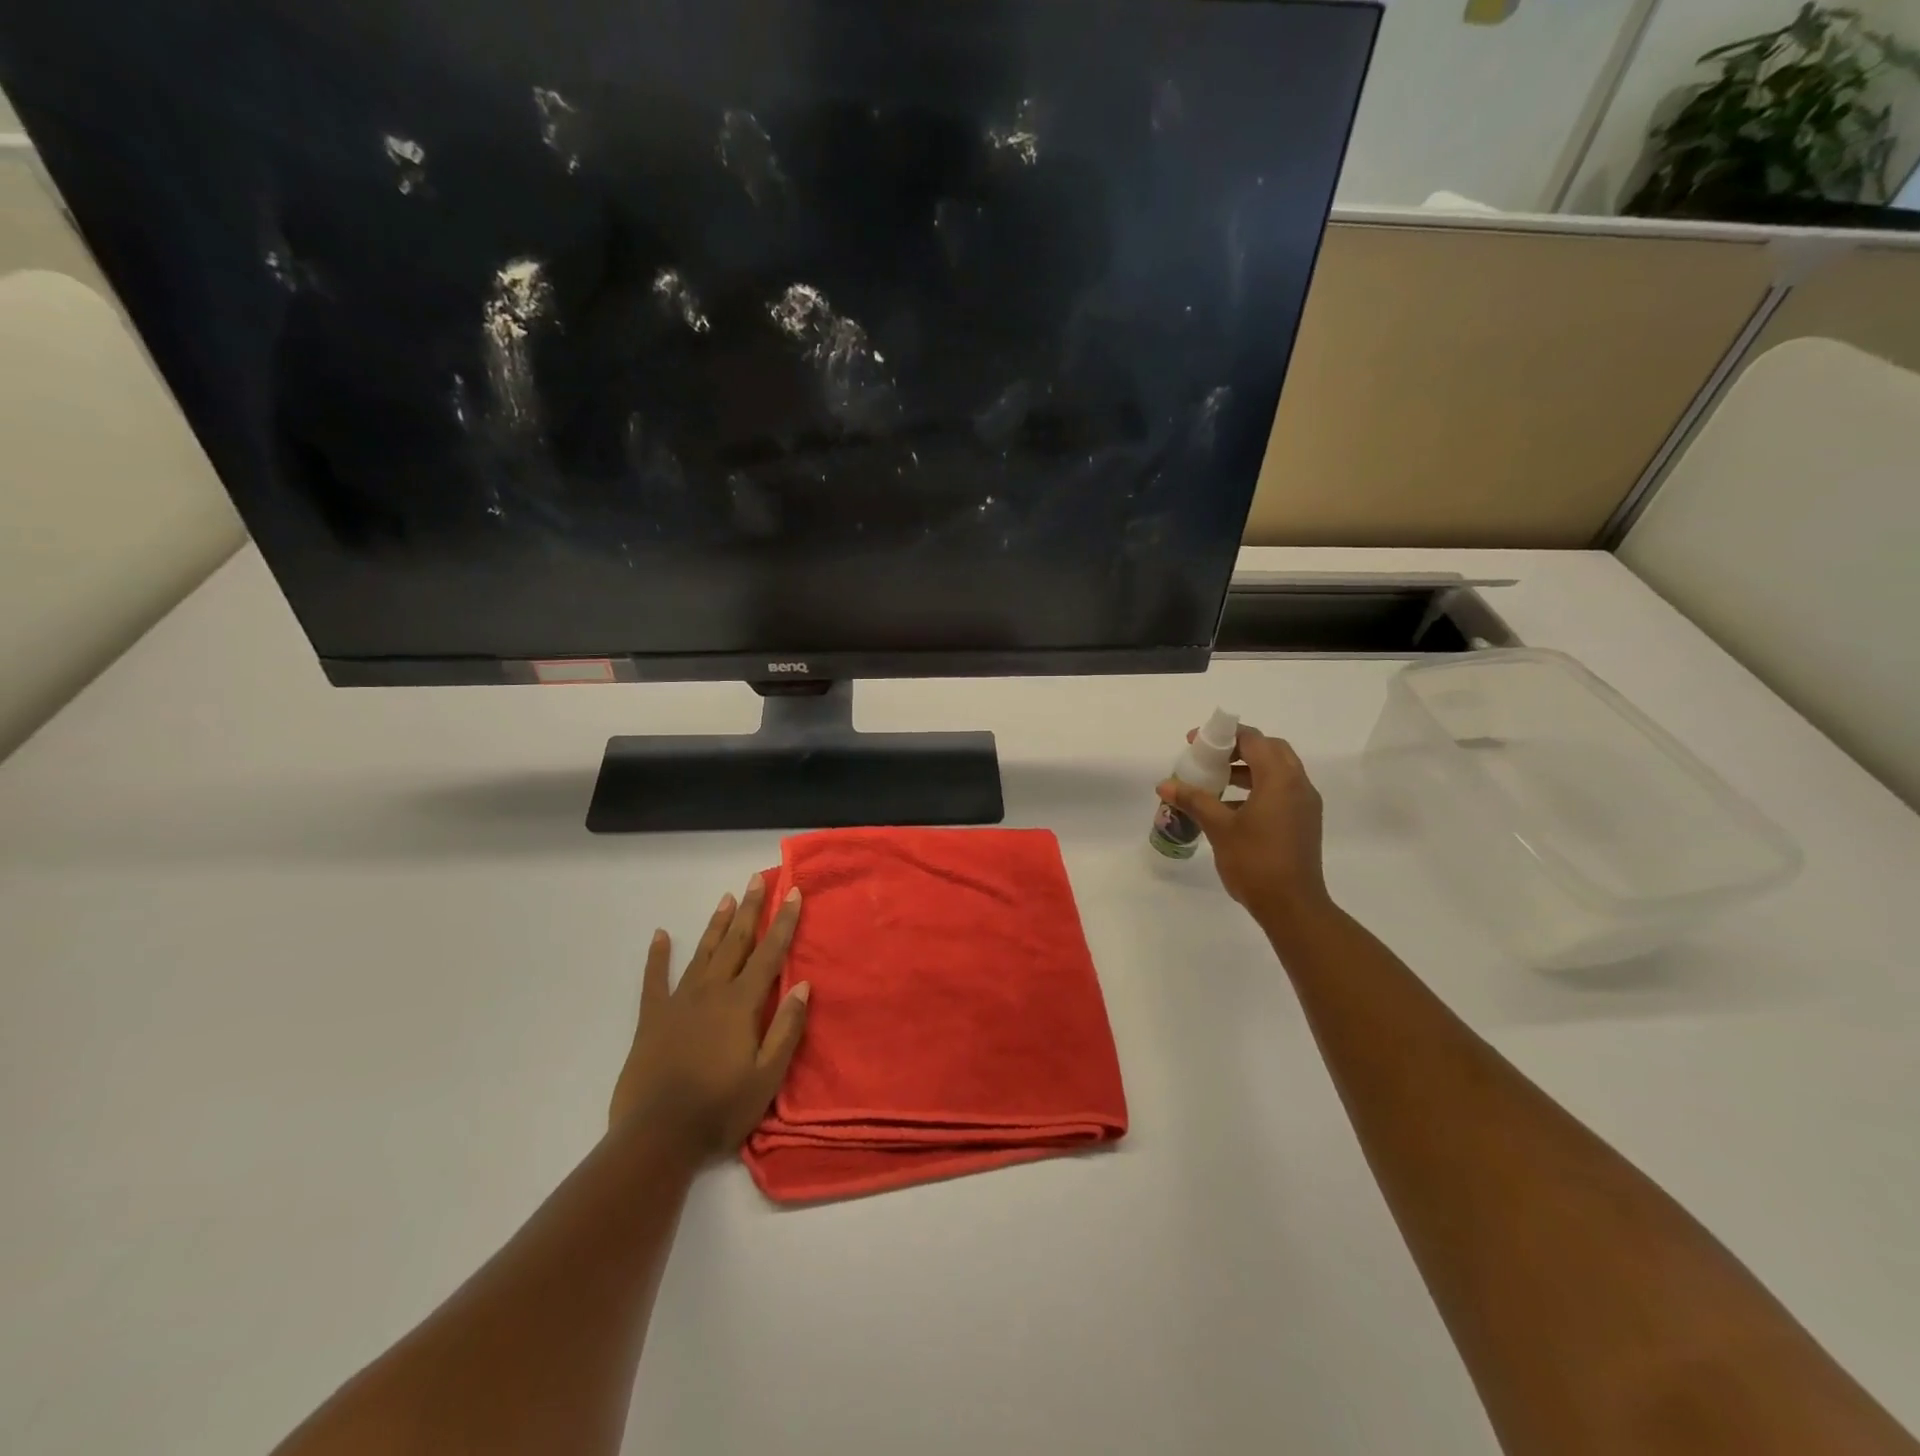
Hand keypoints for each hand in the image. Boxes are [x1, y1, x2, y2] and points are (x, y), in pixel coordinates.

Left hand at [609, 874, 810, 1159]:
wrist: (657, 1136)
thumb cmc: (720, 1108)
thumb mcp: (767, 1076)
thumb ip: (786, 1028)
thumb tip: (803, 985)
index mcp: (741, 1004)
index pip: (769, 954)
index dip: (783, 922)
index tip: (793, 893)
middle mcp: (711, 992)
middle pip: (736, 942)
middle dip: (750, 909)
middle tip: (757, 880)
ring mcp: (679, 1002)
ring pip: (703, 953)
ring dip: (717, 925)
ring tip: (727, 898)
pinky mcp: (652, 1018)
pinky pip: (655, 980)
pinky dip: (658, 957)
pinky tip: (660, 935)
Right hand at [1158, 725, 1333, 931]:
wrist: (1293, 906)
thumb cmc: (1255, 861)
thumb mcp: (1219, 827)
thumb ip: (1193, 800)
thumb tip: (1165, 784)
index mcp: (1280, 779)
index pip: (1254, 740)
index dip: (1223, 736)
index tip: (1195, 743)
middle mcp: (1298, 784)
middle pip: (1270, 750)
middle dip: (1238, 749)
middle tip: (1209, 759)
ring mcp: (1305, 804)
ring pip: (1278, 771)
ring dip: (1249, 768)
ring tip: (1217, 782)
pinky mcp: (1304, 822)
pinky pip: (1282, 790)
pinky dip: (1259, 787)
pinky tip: (1233, 808)